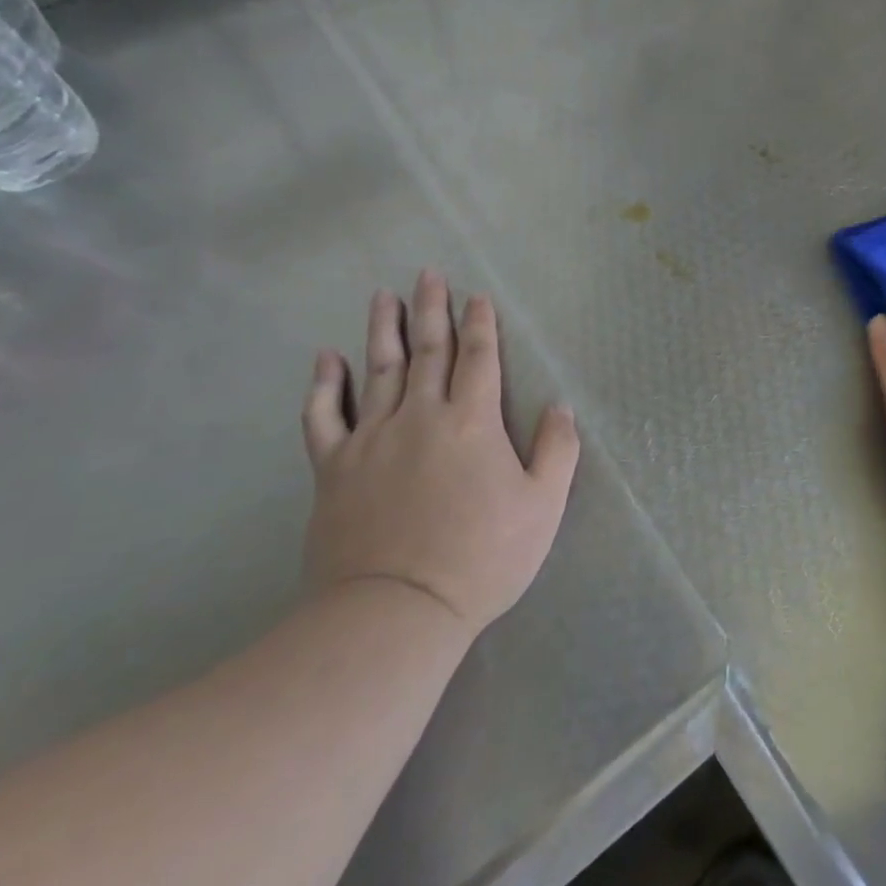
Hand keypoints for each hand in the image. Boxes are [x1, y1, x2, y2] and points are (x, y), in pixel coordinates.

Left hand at [301, 271, 579, 636]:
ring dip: (383, 330)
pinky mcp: (333, 468)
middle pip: (428, 351)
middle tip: (428, 274)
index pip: (479, 358)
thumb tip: (560, 406)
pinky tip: (326, 359)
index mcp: (472, 422)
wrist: (396, 611)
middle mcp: (420, 416)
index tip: (477, 296)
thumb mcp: (542, 507)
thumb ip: (557, 450)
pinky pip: (324, 416)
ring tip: (384, 297)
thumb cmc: (482, 558)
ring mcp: (372, 439)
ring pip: (378, 370)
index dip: (480, 324)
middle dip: (432, 310)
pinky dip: (324, 384)